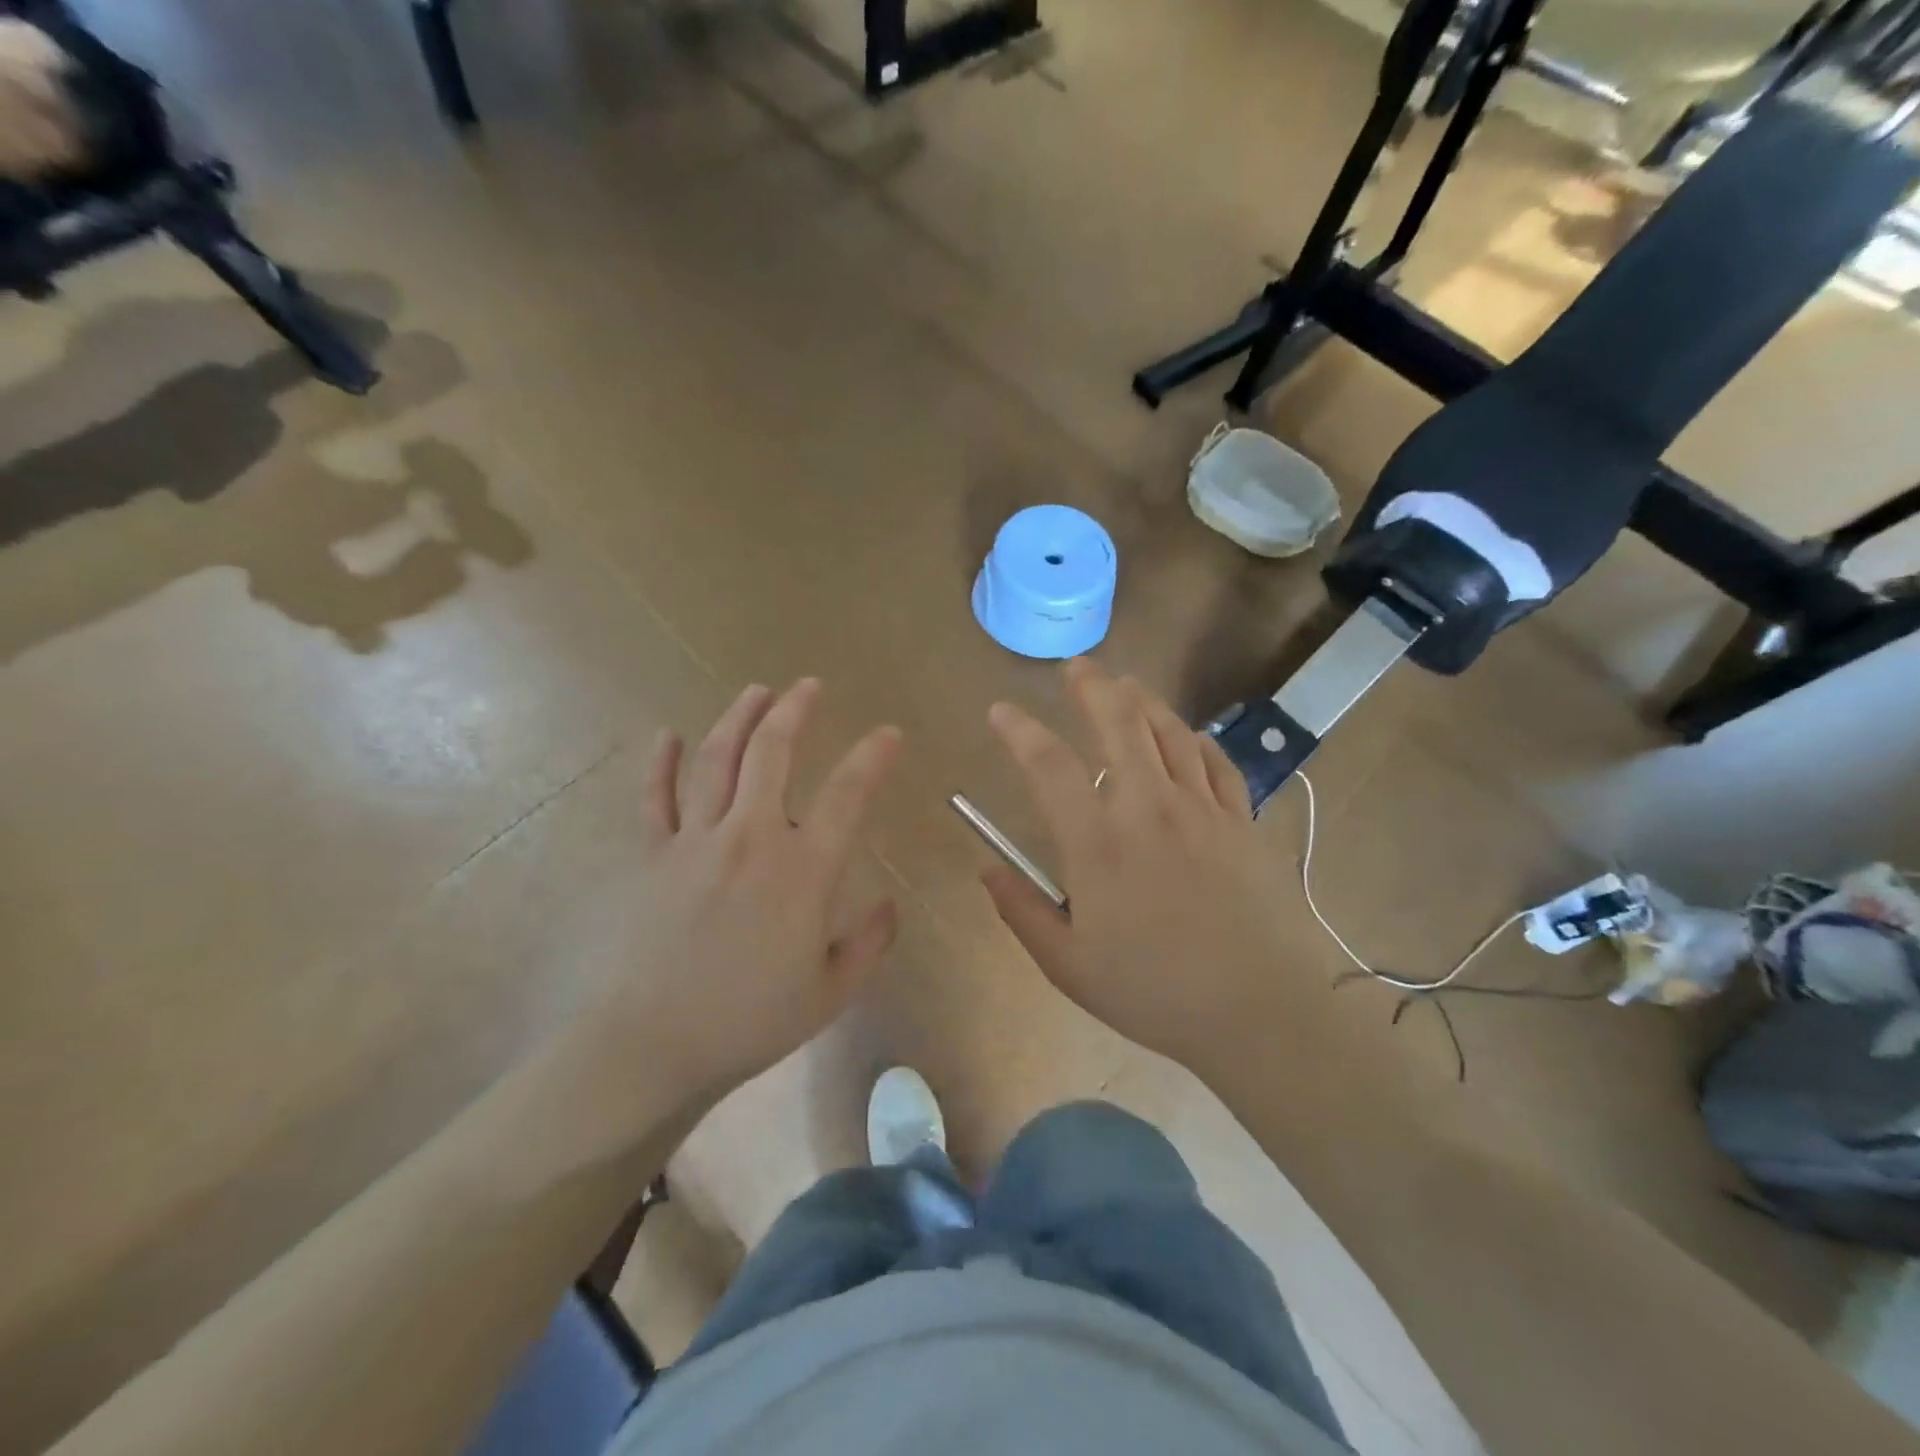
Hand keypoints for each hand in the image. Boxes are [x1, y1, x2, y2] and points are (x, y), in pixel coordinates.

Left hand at [609, 680, 902, 1102]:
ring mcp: (695, 841)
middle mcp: (751, 838)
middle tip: (809, 686)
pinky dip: (661, 763)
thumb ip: (869, 943)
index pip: (847, 794)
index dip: (872, 756)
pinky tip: (668, 735)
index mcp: (802, 870)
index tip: (888, 733)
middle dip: (794, 711)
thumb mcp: (831, 992)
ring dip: (739, 718)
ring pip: (717, 760)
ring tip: (756, 691)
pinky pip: (655, 798)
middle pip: (772, 754)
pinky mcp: (653, 856)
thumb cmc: (750, 1021)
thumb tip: (889, 905)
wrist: (653, 1046)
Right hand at [982, 659, 1297, 1070]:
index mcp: (1098, 842)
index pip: (1048, 764)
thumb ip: (1022, 911)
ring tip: (1124, 686)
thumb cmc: (1154, 992)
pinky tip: (1185, 738)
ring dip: (1142, 701)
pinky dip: (1194, 740)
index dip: (1019, 730)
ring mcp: (1201, 808)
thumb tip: (986, 869)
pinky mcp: (1240, 821)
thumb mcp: (1068, 965)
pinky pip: (1214, 762)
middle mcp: (1148, 807)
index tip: (1000, 711)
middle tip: (1076, 667)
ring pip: (1169, 732)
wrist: (1259, 1011)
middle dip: (1092, 686)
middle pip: (1119, 723)